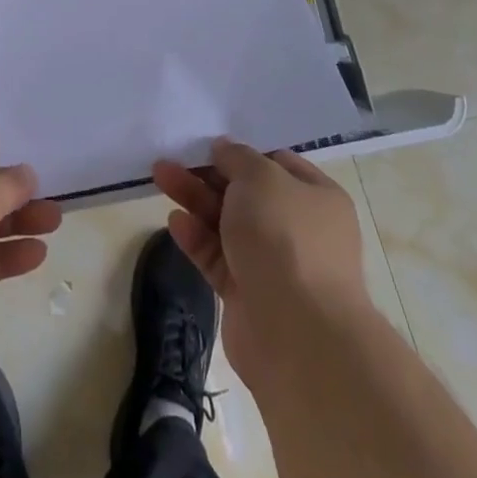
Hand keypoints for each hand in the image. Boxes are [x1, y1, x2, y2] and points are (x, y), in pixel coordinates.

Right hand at [153, 139, 368, 384]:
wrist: (297, 335)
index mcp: (316, 197)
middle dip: (208, 174)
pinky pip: (217, 257)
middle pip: (245, 193)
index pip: (275, 163)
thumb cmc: (285, 238)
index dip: (241, 152)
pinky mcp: (247, 294)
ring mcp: (272, 264)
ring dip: (195, 199)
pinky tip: (175, 223)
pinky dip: (197, 238)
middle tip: (172, 157)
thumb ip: (238, 157)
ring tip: (160, 176)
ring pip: (226, 223)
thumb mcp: (261, 177)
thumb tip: (224, 149)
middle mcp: (298, 228)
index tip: (207, 142)